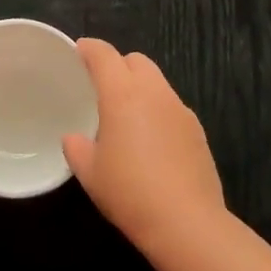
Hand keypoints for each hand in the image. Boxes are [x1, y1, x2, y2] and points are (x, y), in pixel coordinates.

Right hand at [63, 39, 227, 252]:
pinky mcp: (197, 129)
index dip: (89, 48)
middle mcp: (153, 92)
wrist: (187, 222)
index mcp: (122, 93)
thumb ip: (77, 148)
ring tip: (127, 116)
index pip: (104, 54)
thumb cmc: (130, 192)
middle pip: (135, 60)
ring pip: (157, 82)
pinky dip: (158, 111)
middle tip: (103, 87)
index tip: (79, 52)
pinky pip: (172, 106)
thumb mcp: (90, 174)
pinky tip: (152, 141)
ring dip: (140, 88)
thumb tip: (74, 138)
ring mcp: (179, 109)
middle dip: (118, 65)